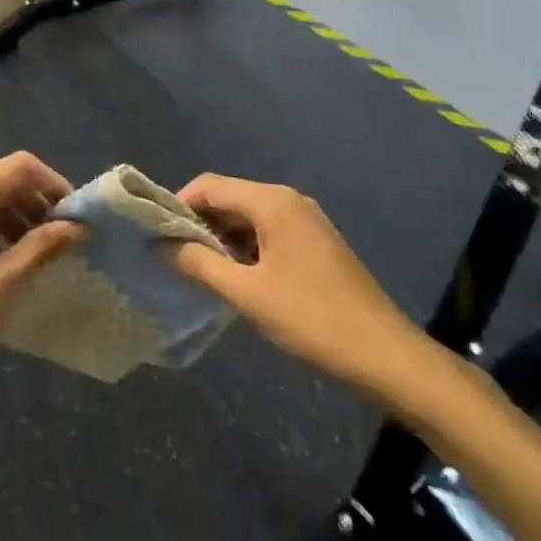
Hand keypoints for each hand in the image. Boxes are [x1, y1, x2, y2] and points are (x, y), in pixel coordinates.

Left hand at [0, 153, 82, 401]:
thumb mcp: (5, 282)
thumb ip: (43, 246)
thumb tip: (78, 226)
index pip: (20, 166)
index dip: (53, 183)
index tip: (76, 214)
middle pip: (3, 179)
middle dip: (37, 201)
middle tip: (64, 236)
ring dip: (19, 217)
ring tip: (43, 253)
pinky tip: (11, 263)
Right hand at [165, 175, 444, 407]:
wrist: (385, 355)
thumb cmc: (312, 319)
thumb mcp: (248, 294)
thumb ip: (200, 264)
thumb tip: (161, 246)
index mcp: (272, 202)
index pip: (210, 186)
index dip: (178, 204)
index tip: (155, 234)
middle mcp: (288, 200)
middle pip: (229, 197)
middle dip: (198, 222)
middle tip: (172, 255)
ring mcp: (305, 220)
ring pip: (247, 216)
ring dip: (220, 237)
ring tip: (197, 269)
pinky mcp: (314, 242)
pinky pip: (267, 232)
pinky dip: (244, 247)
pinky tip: (234, 276)